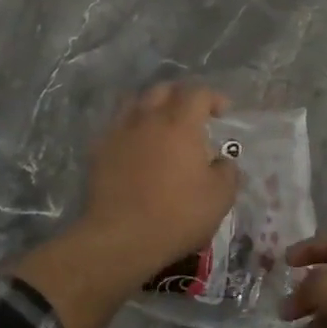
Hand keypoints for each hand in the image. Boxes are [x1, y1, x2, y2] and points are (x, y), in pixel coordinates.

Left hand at [79, 81, 240, 283]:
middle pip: (163, 89)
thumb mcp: (220, 196)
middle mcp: (148, 119)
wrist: (121, 238)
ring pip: (135, 102)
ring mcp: (119, 133)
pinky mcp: (99, 151)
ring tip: (161, 125)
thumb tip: (221, 161)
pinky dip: (130, 128)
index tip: (222, 113)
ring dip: (152, 106)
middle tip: (192, 114)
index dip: (213, 98)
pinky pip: (116, 126)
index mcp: (181, 124)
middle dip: (181, 96)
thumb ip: (227, 170)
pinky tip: (136, 146)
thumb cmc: (177, 215)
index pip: (198, 92)